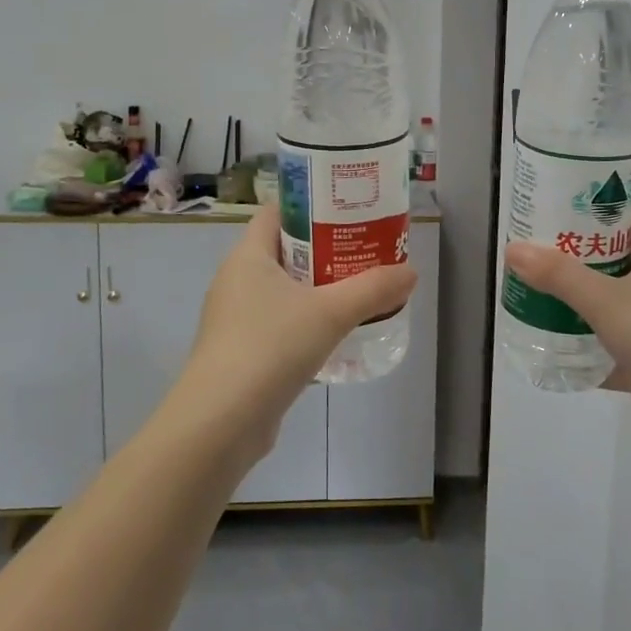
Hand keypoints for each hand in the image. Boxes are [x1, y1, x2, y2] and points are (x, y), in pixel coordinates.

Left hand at [170, 207, 415, 465]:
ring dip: (317, 290)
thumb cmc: (270, 348)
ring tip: (358, 292)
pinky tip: (335, 337)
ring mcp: (234, 319)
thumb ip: (373, 289)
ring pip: (283, 291)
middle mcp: (236, 281)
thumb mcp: (330, 313)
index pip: (276, 213)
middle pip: (284, 251)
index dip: (310, 207)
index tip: (346, 211)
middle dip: (324, 251)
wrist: (220, 423)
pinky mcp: (240, 353)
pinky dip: (305, 324)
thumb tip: (410, 272)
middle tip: (365, 252)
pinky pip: (278, 324)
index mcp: (248, 257)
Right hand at [505, 202, 630, 460]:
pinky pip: (606, 342)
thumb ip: (558, 275)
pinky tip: (547, 339)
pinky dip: (581, 341)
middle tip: (533, 246)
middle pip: (614, 257)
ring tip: (532, 288)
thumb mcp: (606, 300)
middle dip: (575, 252)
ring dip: (575, 297)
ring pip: (608, 300)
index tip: (559, 203)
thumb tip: (512, 249)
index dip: (599, 205)